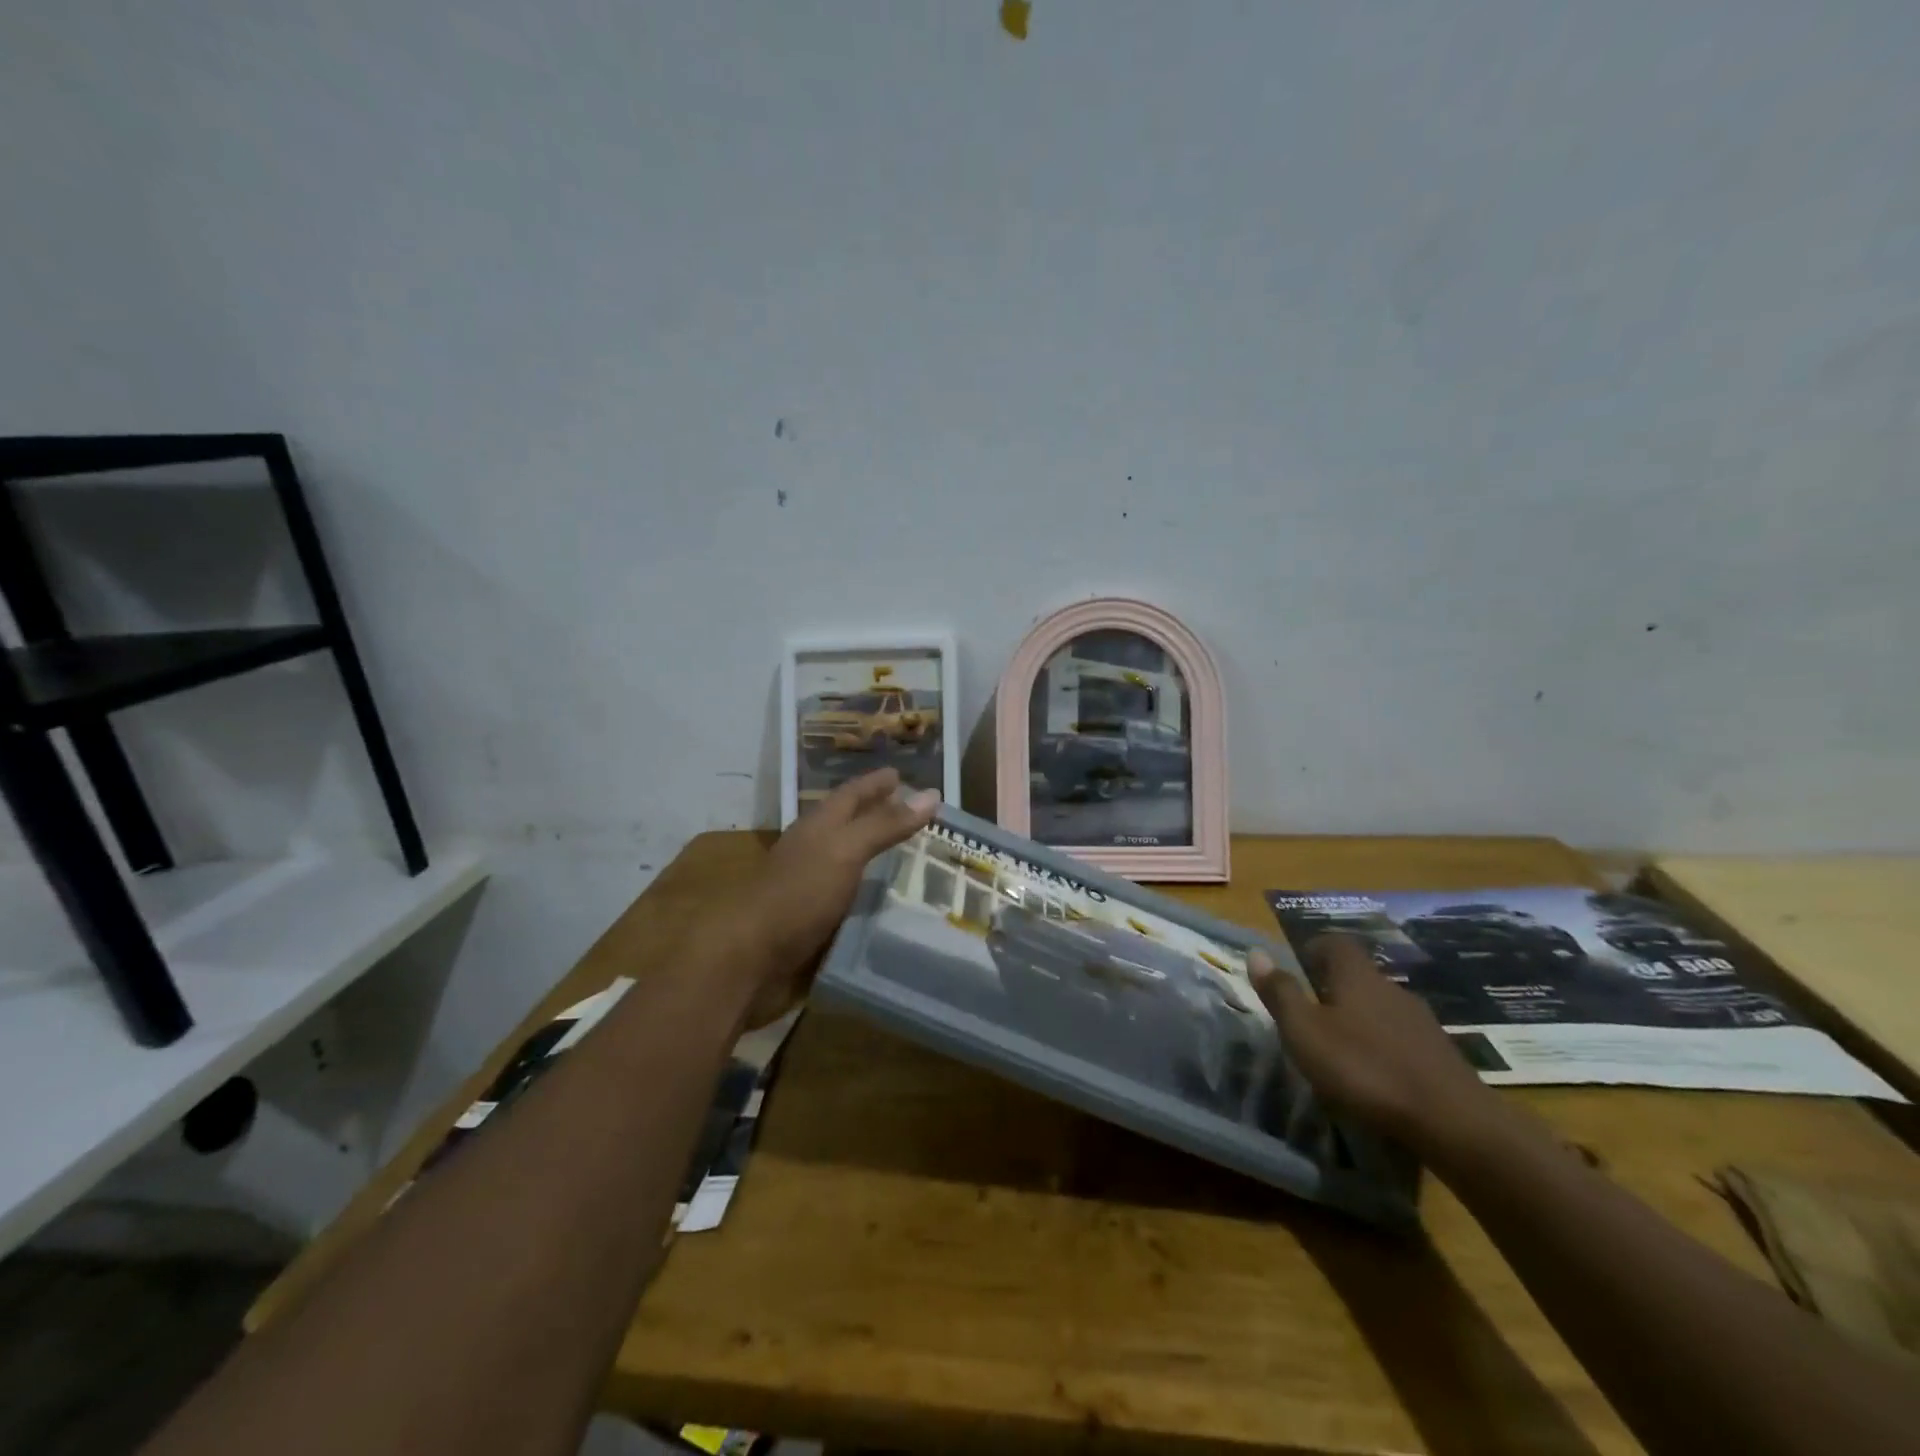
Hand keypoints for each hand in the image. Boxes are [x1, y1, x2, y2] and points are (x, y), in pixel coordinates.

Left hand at [734, 768, 939, 1026]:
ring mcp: (813, 885)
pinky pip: (853, 897)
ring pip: (852, 861)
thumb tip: (931, 793)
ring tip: (914, 854)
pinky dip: (874, 893)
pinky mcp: (816, 919)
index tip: (902, 774)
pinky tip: (894, 900)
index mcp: (819, 826)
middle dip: (880, 815)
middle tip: (916, 813)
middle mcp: (815, 850)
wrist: (751, 959)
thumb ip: (885, 824)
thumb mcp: (845, 851)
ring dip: (879, 855)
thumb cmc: (799, 894)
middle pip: (851, 824)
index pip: (852, 794)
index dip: (876, 783)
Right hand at [1250, 934, 1495, 1148]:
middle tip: (1311, 1014)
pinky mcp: (1442, 1055)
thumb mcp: (1305, 1032)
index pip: (1335, 943)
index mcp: (1357, 976)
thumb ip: (1280, 993)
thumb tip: (1256, 952)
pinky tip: (1377, 1075)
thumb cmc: (1365, 1069)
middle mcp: (1391, 989)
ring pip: (1382, 1008)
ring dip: (1361, 1020)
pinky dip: (1385, 1047)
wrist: (1454, 1123)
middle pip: (1359, 975)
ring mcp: (1422, 1022)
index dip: (1313, 949)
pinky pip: (1403, 1038)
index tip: (1297, 968)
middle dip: (1334, 988)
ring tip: (1342, 1049)